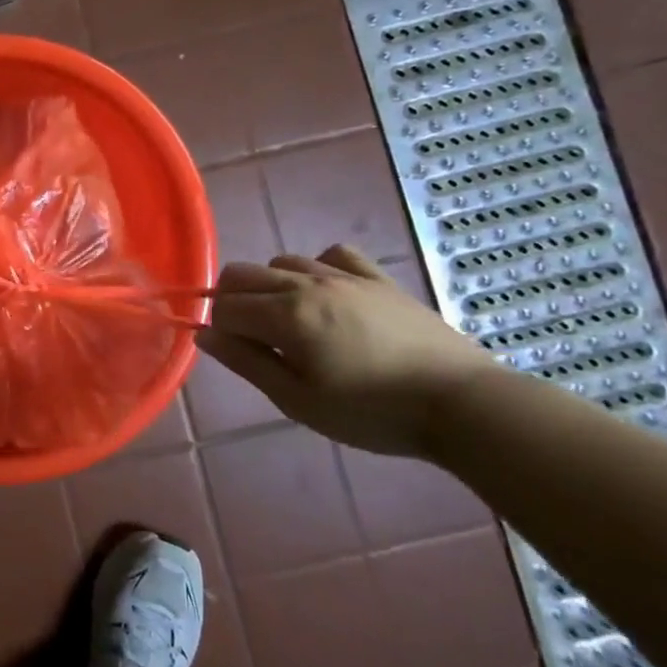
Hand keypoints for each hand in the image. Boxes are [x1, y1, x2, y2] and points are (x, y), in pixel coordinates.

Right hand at [197, 244, 499, 457]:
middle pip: (244, 274)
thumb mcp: (298, 400)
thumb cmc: (372, 412)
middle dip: (233, 300)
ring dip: (270, 285)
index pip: (225, 306)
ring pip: (283, 261)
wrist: (462, 403)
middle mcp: (307, 283)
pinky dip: (317, 268)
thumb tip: (204, 335)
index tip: (236, 353)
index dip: (219, 328)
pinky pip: (333, 254)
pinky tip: (328, 294)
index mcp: (285, 315)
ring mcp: (345, 276)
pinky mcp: (378, 278)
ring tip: (290, 321)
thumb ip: (247, 363)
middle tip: (253, 339)